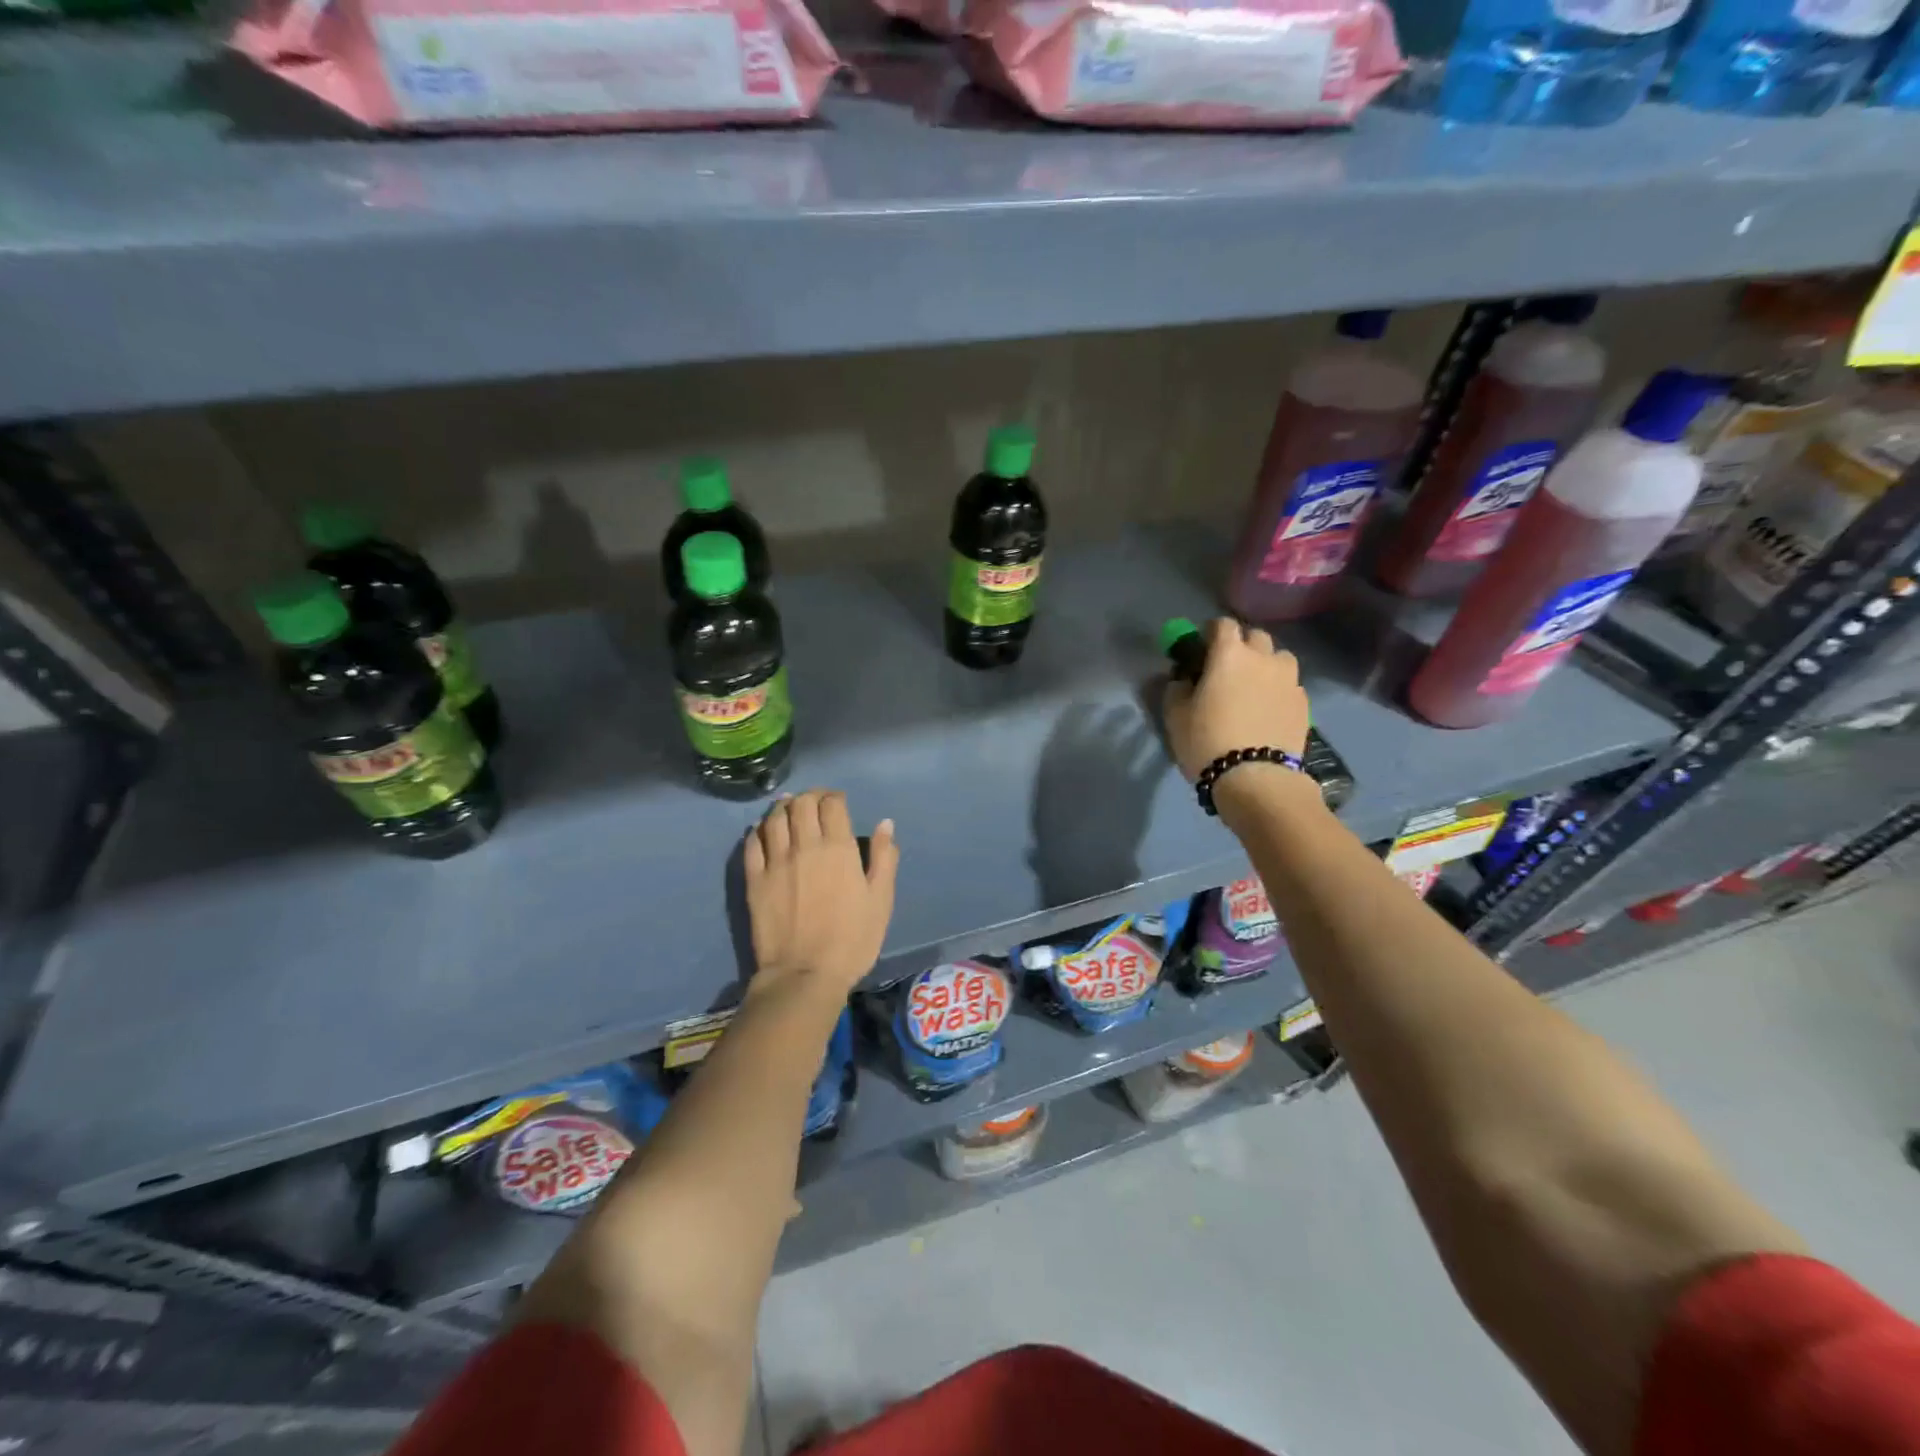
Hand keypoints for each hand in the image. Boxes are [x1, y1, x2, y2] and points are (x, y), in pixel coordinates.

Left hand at [743, 790, 898, 996]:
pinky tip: (763, 832)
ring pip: (774, 818)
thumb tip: (885, 824)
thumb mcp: (881, 901)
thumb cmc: (852, 940)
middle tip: (815, 803)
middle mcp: (804, 846)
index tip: (839, 802)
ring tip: (789, 809)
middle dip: (810, 796)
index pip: (832, 804)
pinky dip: (759, 830)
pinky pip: (752, 843)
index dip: (835, 796)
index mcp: (838, 848)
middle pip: (801, 804)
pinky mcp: (754, 879)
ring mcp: (775, 861)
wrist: (804, 975)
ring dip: (783, 807)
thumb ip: (884, 858)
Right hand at [1162, 618, 1310, 782]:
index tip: (1202, 648)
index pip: (1222, 624)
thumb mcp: (1175, 716)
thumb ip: (1177, 688)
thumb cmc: (1207, 741)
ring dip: (1266, 664)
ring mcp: (1289, 679)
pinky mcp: (1304, 703)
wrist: (1256, 778)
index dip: (1210, 632)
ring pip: (1279, 658)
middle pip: (1255, 636)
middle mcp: (1263, 658)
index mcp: (1229, 654)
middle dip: (1241, 645)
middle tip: (1227, 668)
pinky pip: (1289, 685)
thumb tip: (1183, 679)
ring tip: (1253, 687)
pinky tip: (1267, 710)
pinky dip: (1278, 689)